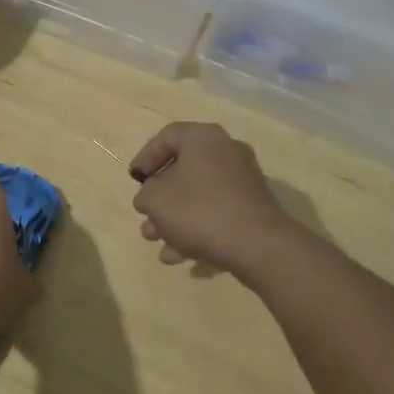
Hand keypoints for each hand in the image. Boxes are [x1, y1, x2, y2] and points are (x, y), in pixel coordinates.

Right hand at [130, 122, 294, 275]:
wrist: (258, 245)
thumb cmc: (200, 210)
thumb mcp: (156, 200)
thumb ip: (145, 194)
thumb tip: (151, 197)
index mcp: (203, 138)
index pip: (167, 136)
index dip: (146, 157)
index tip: (135, 180)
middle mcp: (226, 152)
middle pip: (184, 170)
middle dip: (160, 198)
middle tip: (146, 217)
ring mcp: (243, 181)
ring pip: (199, 195)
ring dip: (174, 219)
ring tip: (157, 243)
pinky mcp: (253, 209)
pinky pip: (217, 213)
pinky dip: (197, 229)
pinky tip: (180, 256)